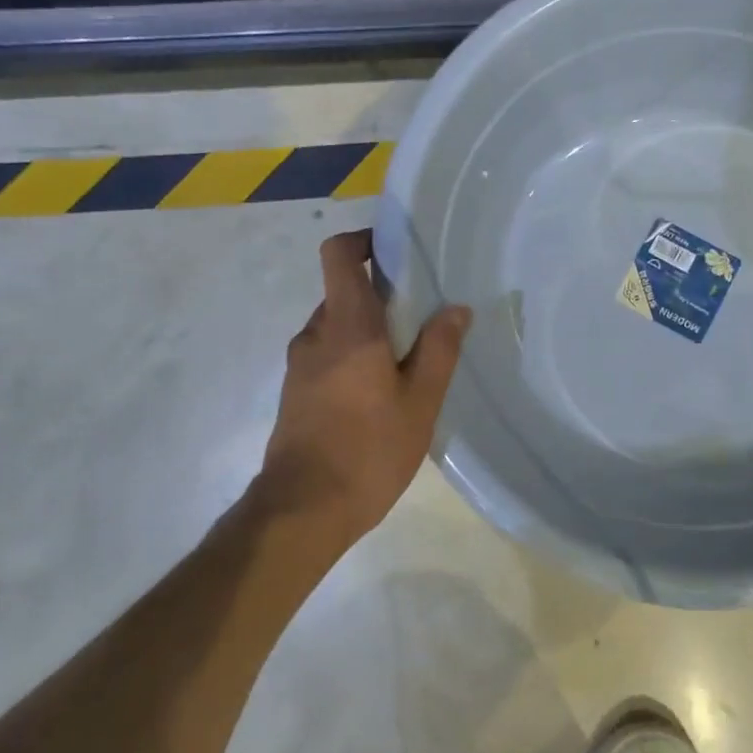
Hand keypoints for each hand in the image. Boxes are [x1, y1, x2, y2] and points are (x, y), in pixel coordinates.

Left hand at [259, 230, 471, 548]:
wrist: (302, 511)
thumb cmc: (368, 451)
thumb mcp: (420, 402)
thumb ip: (439, 349)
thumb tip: (456, 308)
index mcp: (347, 327)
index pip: (338, 255)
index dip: (364, 241)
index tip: (397, 251)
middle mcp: (316, 336)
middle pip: (343, 291)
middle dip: (381, 294)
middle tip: (423, 314)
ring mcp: (300, 365)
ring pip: (337, 326)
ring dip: (369, 329)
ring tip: (409, 358)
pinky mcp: (296, 392)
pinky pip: (328, 354)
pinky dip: (354, 355)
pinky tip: (382, 391)